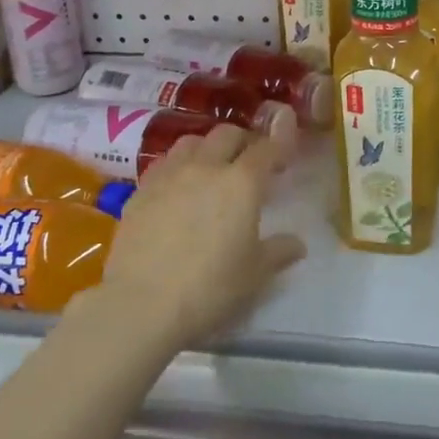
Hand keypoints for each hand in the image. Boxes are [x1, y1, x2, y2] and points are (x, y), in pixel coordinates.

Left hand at [94, 124, 304, 351]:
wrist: (141, 304)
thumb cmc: (209, 288)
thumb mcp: (254, 274)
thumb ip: (278, 251)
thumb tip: (298, 244)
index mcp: (242, 183)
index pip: (267, 149)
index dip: (279, 144)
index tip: (284, 151)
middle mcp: (206, 167)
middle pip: (227, 134)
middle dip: (243, 141)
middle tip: (249, 163)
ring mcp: (169, 175)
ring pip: (191, 141)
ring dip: (207, 148)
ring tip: (210, 169)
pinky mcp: (140, 190)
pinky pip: (164, 163)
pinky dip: (177, 166)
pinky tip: (177, 188)